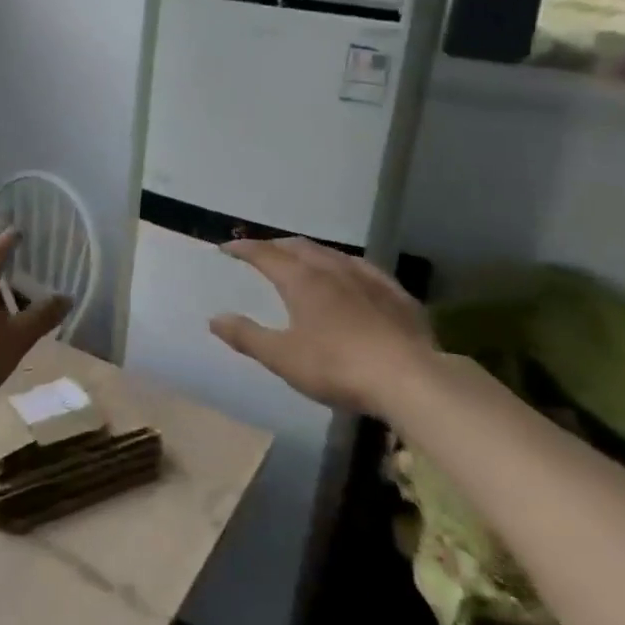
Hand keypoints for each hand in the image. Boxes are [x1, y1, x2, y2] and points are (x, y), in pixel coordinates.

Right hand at [209, 238, 437, 416]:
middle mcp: (332, 269)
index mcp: (302, 281)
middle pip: (298, 247)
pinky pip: (362, 268)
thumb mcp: (283, 358)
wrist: (410, 378)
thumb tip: (214, 319)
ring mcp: (367, 278)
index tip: (227, 247)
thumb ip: (247, 337)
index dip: (244, 248)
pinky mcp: (395, 293)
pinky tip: (350, 275)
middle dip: (275, 246)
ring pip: (331, 253)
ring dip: (309, 252)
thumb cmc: (337, 367)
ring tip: (301, 259)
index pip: (265, 254)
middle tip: (262, 252)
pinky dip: (343, 265)